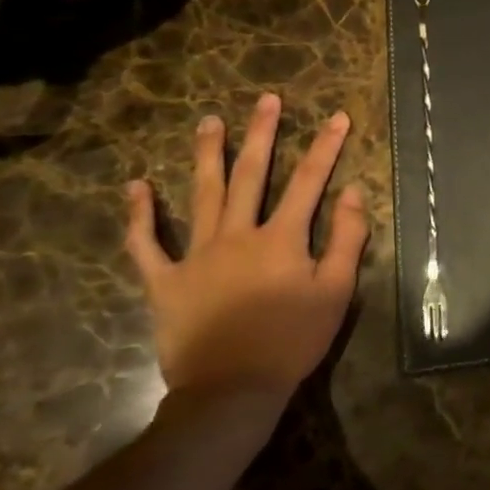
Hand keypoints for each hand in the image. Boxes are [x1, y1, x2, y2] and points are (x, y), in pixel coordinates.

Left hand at [124, 93, 369, 405]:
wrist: (231, 390)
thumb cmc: (292, 340)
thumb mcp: (336, 292)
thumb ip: (347, 239)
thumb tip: (353, 192)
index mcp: (282, 238)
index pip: (309, 181)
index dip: (326, 146)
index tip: (338, 116)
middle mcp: (238, 234)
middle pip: (251, 174)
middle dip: (262, 134)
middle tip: (266, 100)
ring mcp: (196, 255)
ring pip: (201, 195)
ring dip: (207, 155)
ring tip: (209, 121)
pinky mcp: (165, 281)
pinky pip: (147, 244)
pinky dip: (140, 215)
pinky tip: (136, 186)